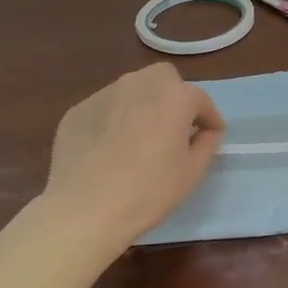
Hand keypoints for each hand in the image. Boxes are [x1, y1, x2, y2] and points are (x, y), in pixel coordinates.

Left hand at [44, 63, 224, 246]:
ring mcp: (103, 94)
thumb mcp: (192, 172)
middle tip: (174, 128)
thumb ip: (206, 143)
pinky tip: (108, 150)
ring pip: (131, 90)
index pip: (200, 99)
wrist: (85, 208)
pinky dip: (113, 121)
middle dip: (174, 97)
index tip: (210, 135)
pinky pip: (105, 109)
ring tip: (139, 139)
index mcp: (173, 96)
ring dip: (142, 106)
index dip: (209, 119)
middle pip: (163, 79)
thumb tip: (205, 131)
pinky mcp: (77, 110)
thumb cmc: (148, 191)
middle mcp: (138, 83)